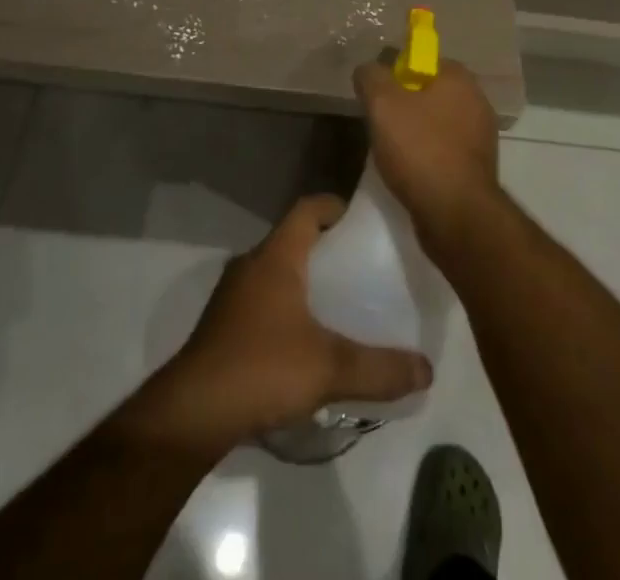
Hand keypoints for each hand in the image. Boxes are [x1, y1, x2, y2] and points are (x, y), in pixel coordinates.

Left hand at [138, 194, 432, 452]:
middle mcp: (251, 264)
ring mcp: (232, 295)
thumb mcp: (329, 368)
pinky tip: (303, 340)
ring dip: (303, 278)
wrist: (192, 412)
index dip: (333, 206)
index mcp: (276, 256)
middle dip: (324, 247)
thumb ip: (380, 368)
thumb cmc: (262, 368)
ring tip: (337, 303)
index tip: (361, 219)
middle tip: (360, 265)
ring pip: (275, 271)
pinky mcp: (222, 326)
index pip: (306, 209)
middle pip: (292, 239)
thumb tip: (427, 369)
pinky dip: (285, 306)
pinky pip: (261, 299)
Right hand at [352, 57, 499, 251]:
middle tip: (379, 123)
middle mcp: (476, 100)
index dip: (394, 74)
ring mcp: (480, 136)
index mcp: (459, 78)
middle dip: (402, 105)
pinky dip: (426, 156)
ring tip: (390, 151)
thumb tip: (368, 69)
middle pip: (428, 91)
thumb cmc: (419, 149)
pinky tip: (409, 171)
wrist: (455, 214)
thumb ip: (371, 76)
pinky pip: (443, 150)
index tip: (376, 95)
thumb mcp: (382, 103)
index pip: (421, 60)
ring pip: (435, 122)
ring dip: (413, 132)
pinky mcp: (477, 167)